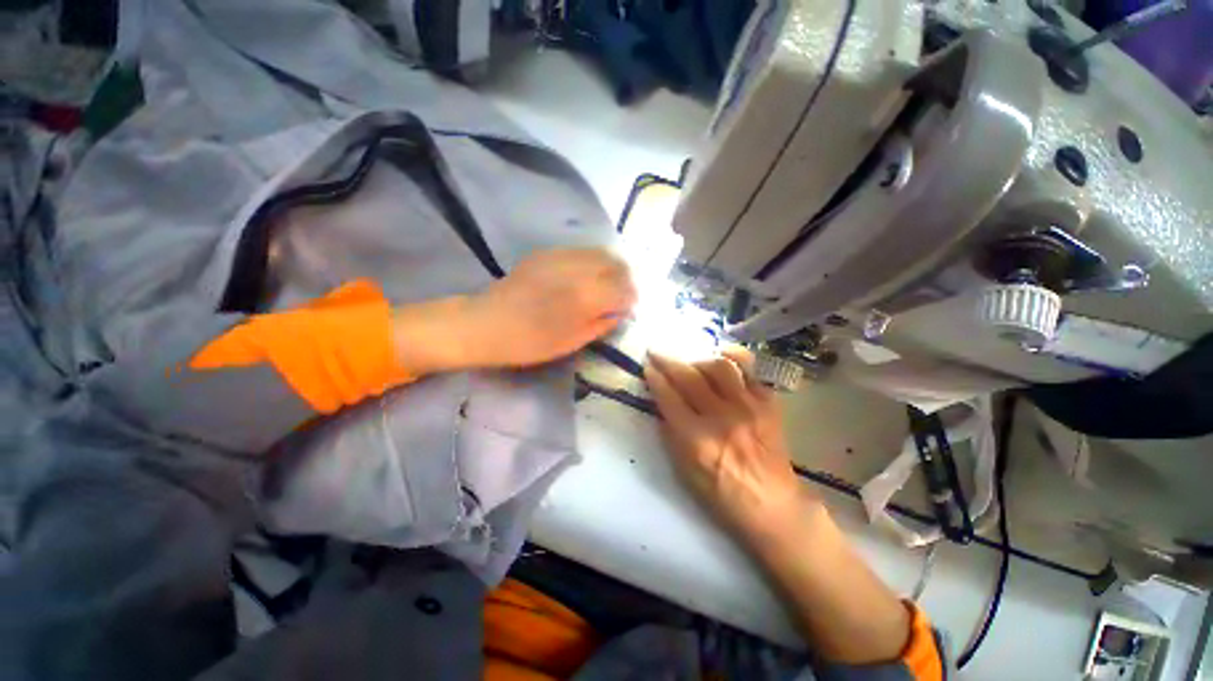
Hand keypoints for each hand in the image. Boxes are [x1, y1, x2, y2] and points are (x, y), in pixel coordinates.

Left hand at [462, 248, 635, 367]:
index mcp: (586, 295)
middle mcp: (578, 268)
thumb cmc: (530, 342)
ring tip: (607, 285)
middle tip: (623, 295)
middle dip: (626, 278)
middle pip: (616, 264)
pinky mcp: (547, 253)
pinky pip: (581, 252)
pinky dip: (592, 263)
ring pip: (600, 253)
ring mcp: (561, 256)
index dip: (632, 298)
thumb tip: (619, 312)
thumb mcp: (572, 342)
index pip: (624, 289)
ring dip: (611, 268)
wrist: (485, 323)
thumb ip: (601, 324)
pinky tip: (585, 278)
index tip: (630, 308)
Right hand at [644, 348, 807, 536]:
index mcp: (697, 440)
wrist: (772, 504)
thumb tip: (662, 402)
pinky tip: (722, 356)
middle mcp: (721, 418)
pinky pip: (750, 370)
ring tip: (690, 360)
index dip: (655, 378)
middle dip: (667, 360)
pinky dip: (734, 358)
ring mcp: (748, 408)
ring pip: (719, 367)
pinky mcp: (768, 404)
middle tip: (656, 351)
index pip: (669, 397)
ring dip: (698, 358)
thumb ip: (670, 434)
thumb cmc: (721, 493)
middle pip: (689, 377)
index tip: (647, 366)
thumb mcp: (684, 471)